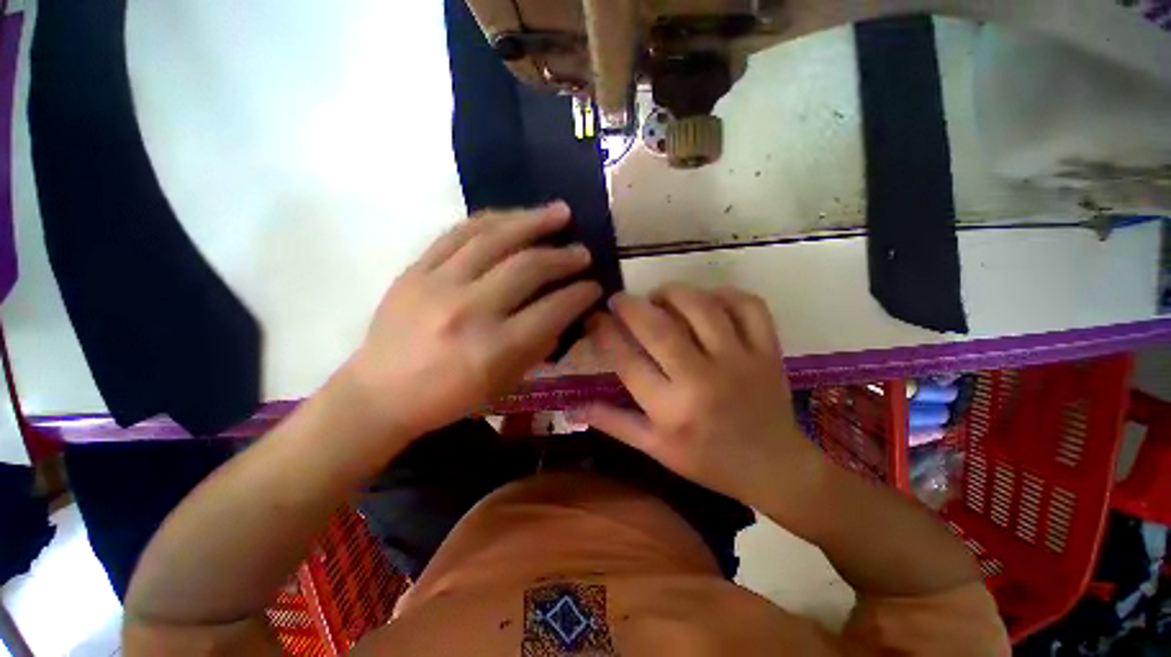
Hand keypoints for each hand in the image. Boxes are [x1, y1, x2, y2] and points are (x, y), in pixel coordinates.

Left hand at [344, 202, 601, 436]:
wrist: (380, 393)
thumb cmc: (449, 398)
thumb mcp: (504, 384)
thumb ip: (538, 347)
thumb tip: (564, 314)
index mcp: (494, 348)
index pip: (552, 310)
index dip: (580, 294)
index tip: (595, 285)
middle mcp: (470, 310)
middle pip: (528, 267)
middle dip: (564, 256)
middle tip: (583, 251)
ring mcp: (438, 283)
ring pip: (495, 238)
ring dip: (533, 222)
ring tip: (559, 212)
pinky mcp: (416, 269)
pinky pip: (458, 232)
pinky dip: (492, 219)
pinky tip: (514, 215)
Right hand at [582, 285, 820, 507]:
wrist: (773, 468)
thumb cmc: (708, 461)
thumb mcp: (655, 448)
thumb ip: (614, 423)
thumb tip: (573, 406)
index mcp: (672, 410)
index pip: (626, 360)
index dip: (604, 333)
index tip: (594, 319)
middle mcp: (703, 380)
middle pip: (659, 327)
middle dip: (630, 305)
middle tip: (618, 299)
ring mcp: (741, 361)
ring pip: (702, 306)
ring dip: (672, 293)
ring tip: (659, 297)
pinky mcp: (768, 350)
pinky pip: (748, 305)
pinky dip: (725, 294)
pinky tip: (707, 301)